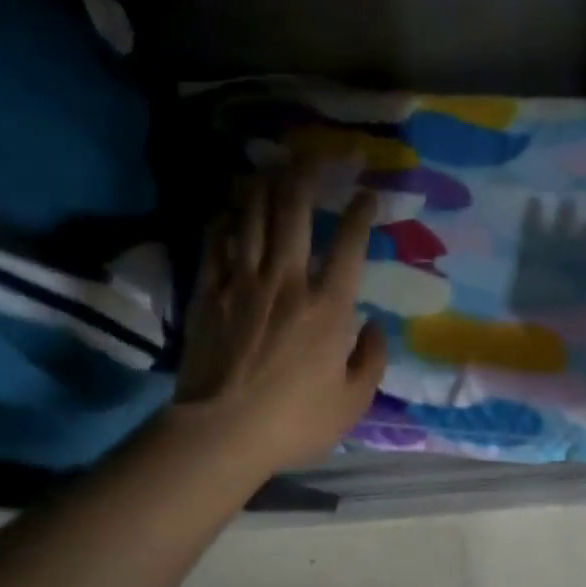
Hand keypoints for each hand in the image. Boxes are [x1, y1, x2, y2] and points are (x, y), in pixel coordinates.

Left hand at [173, 160, 388, 471]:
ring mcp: (243, 282)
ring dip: (265, 184)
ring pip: (253, 216)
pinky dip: (227, 217)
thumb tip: (376, 327)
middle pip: (296, 212)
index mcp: (328, 308)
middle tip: (315, 153)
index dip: (361, 213)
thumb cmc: (294, 421)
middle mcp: (287, 282)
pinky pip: (217, 241)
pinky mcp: (209, 292)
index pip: (349, 245)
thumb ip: (372, 361)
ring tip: (273, 163)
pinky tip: (232, 205)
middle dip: (308, 176)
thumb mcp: (353, 403)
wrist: (221, 432)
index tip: (368, 193)